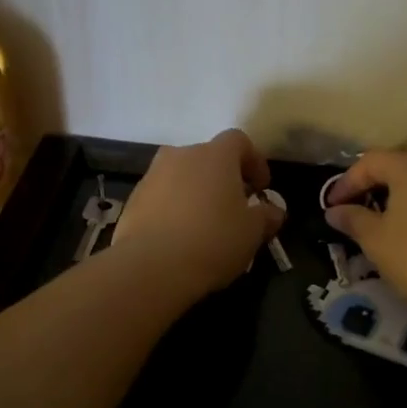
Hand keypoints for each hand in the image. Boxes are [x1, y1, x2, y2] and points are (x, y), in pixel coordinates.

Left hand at [113, 129, 284, 297]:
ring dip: (196, 193)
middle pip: (207, 158)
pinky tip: (179, 237)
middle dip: (223, 178)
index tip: (261, 188)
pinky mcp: (133, 200)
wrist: (151, 266)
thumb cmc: (213, 241)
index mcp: (214, 155)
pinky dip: (173, 209)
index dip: (254, 161)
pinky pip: (161, 197)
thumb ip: (266, 216)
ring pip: (181, 177)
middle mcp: (180, 155)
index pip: (239, 141)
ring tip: (205, 225)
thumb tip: (273, 211)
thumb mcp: (252, 232)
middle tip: (234, 208)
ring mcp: (152, 176)